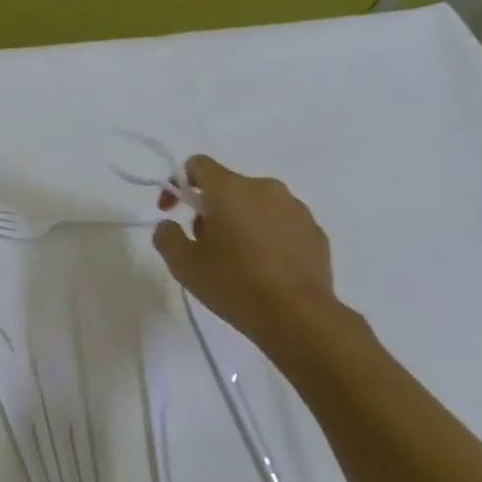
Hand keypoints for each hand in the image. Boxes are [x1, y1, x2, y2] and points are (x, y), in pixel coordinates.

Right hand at [151, 154, 341, 348]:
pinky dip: (266, 237)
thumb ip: (167, 236)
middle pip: (228, 187)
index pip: (198, 165)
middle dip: (210, 209)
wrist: (297, 316)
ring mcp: (295, 208)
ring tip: (235, 260)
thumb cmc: (233, 283)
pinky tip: (263, 269)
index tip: (171, 212)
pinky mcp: (315, 231)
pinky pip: (281, 224)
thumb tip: (168, 225)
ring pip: (256, 205)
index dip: (178, 184)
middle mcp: (265, 188)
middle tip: (202, 245)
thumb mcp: (183, 264)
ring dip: (240, 222)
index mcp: (230, 189)